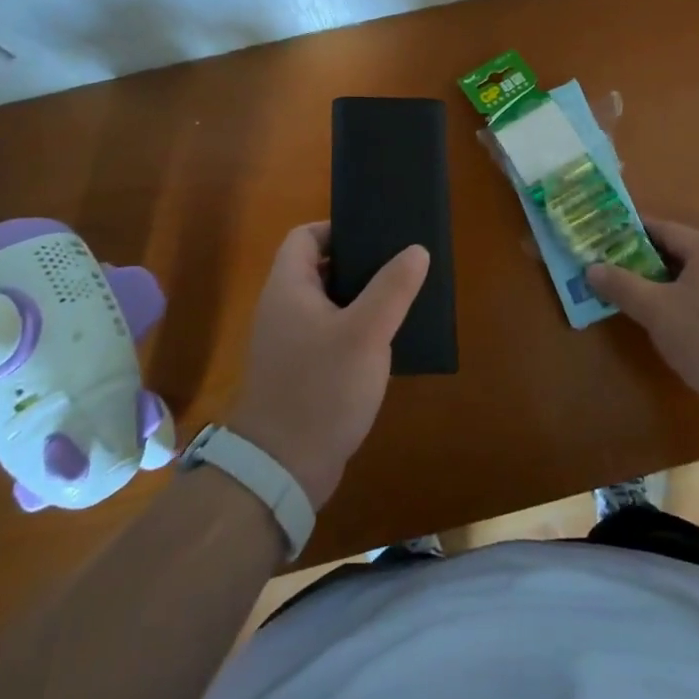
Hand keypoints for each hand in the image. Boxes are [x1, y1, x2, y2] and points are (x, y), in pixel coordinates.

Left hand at [226, 222, 427, 509]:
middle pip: (319, 269)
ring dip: (361, 301)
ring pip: (328, 305)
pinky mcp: (301, 374)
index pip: (304, 237)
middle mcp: (283, 310)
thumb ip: (393, 288)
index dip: (336, 229)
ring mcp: (290, 344)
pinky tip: (386, 345)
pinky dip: (356, 333)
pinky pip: (330, 337)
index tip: (375, 237)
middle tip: (399, 267)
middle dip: (359, 265)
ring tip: (401, 302)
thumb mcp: (366, 333)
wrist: (283, 469)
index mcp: (288, 288)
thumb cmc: (322, 388)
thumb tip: (416, 250)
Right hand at [587, 217, 698, 427]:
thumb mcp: (655, 311)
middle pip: (690, 239)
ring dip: (676, 270)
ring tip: (647, 288)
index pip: (663, 228)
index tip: (605, 241)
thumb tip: (592, 268)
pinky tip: (675, 313)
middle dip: (661, 246)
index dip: (631, 233)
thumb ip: (622, 286)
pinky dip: (691, 289)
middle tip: (633, 261)